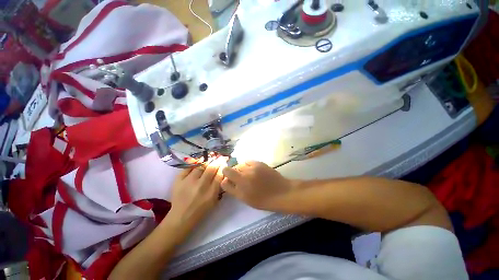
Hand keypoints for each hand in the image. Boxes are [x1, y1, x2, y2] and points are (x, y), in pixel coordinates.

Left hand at [169, 157, 225, 226]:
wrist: (181, 216)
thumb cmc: (201, 210)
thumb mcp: (215, 200)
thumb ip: (219, 186)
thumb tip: (223, 172)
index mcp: (211, 192)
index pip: (219, 174)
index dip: (223, 166)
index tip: (225, 162)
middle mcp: (201, 186)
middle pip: (211, 168)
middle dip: (217, 160)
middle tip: (220, 157)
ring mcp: (188, 181)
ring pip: (201, 165)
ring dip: (207, 160)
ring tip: (211, 158)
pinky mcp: (179, 180)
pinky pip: (189, 167)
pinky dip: (195, 163)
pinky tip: (199, 161)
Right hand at [221, 161, 295, 210]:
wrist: (281, 192)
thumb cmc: (265, 200)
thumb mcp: (247, 200)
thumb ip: (236, 191)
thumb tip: (228, 181)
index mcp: (239, 192)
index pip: (224, 183)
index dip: (225, 181)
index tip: (229, 181)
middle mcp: (242, 179)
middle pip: (227, 171)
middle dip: (229, 172)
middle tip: (238, 175)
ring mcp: (250, 170)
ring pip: (238, 165)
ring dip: (240, 168)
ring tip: (247, 172)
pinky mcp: (258, 163)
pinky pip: (247, 161)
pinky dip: (247, 165)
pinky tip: (253, 168)